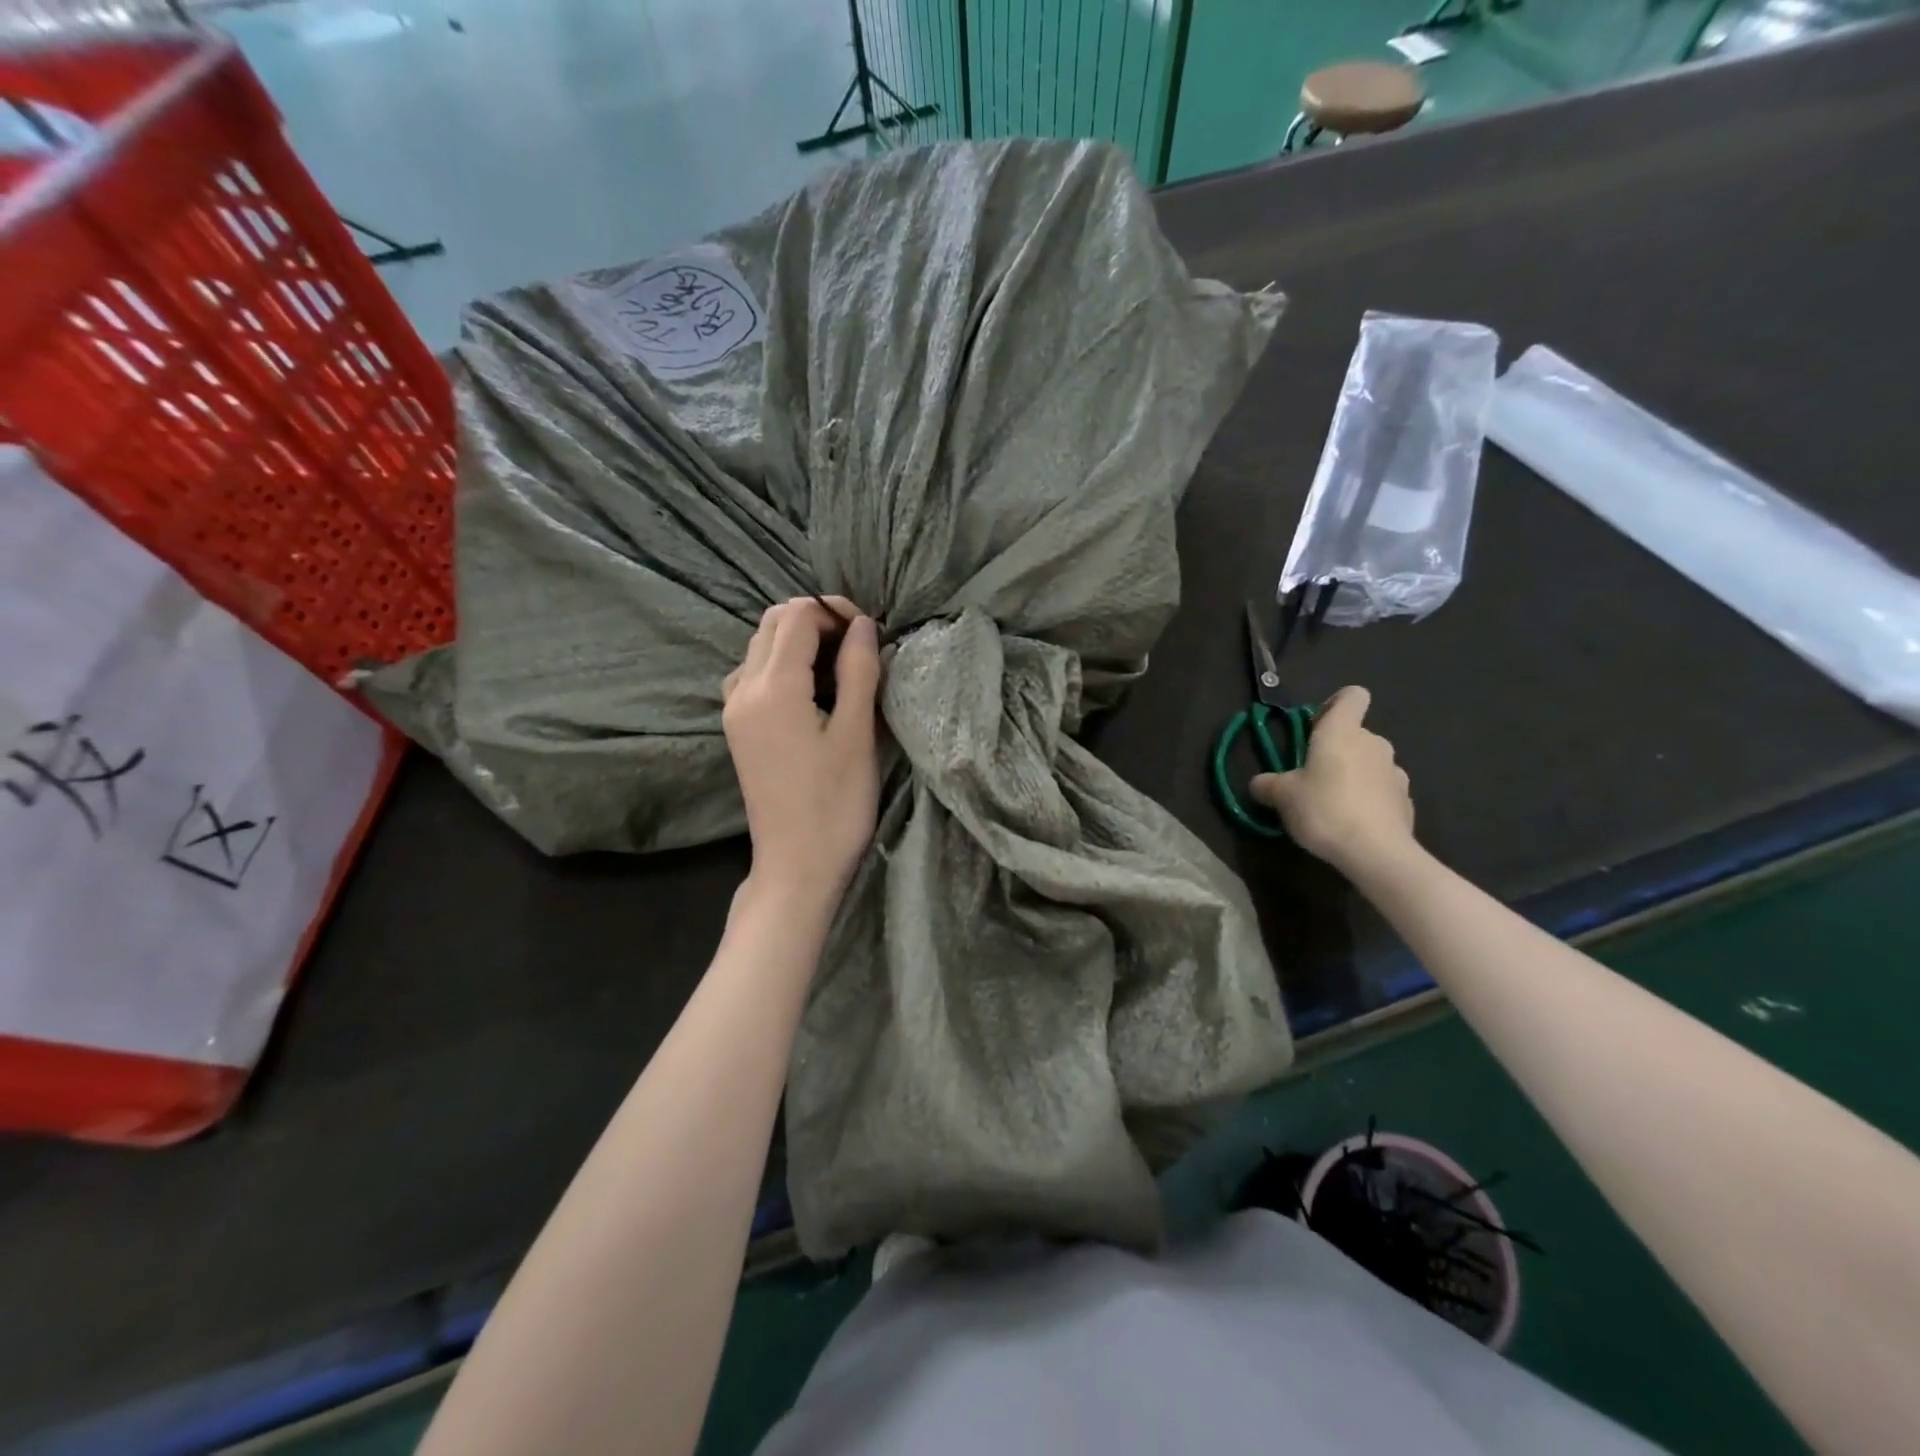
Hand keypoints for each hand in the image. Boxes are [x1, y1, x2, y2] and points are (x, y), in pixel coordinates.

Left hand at [722, 597, 881, 910]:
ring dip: (799, 642)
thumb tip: (862, 625)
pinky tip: (811, 691)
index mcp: (773, 687)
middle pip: (773, 624)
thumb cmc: (835, 803)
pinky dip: (783, 665)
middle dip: (816, 621)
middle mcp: (743, 689)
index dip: (834, 612)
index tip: (870, 632)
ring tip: (840, 668)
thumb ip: (858, 671)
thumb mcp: (856, 734)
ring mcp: (734, 710)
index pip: (797, 617)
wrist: (796, 865)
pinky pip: (754, 674)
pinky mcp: (737, 729)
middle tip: (857, 645)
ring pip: (761, 647)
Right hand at [1251, 686, 1414, 875]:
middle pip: (1355, 735)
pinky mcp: (1406, 801)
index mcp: (1342, 732)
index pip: (1351, 696)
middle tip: (1311, 778)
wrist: (1377, 852)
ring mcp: (1395, 772)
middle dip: (1335, 751)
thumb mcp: (1282, 796)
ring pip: (1369, 763)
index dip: (1333, 705)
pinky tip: (1353, 824)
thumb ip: (1268, 784)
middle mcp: (1373, 743)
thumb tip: (1259, 783)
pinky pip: (1381, 790)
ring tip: (1332, 805)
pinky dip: (1368, 800)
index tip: (1314, 728)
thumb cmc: (1324, 809)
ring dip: (1352, 776)